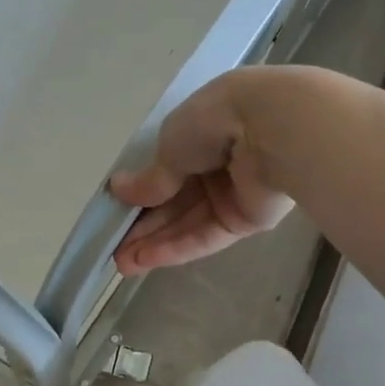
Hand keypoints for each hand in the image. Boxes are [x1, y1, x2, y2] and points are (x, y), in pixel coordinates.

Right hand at [110, 70, 292, 274]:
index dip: (141, 192)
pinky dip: (177, 247)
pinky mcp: (247, 220)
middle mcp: (217, 163)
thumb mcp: (170, 145)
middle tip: (113, 249)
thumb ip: (151, 177)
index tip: (116, 212)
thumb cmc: (214, 121)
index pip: (166, 168)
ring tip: (122, 264)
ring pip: (188, 222)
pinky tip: (147, 261)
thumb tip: (120, 190)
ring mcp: (233, 193)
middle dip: (144, 225)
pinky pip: (206, 236)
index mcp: (200, 132)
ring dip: (155, 242)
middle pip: (175, 201)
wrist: (270, 130)